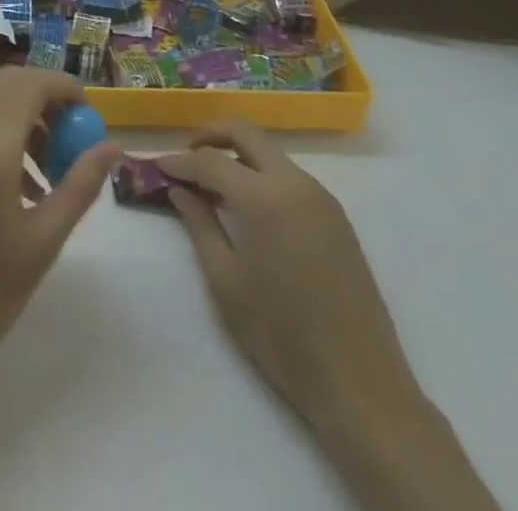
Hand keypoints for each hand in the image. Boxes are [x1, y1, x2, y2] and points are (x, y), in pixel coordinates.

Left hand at [0, 66, 121, 386]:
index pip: (32, 84)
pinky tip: (22, 188)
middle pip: (10, 85)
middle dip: (47, 99)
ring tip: (53, 173)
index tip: (91, 116)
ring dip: (26, 119)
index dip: (66, 88)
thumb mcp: (42, 242)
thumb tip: (112, 146)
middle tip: (74, 138)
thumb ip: (80, 186)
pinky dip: (4, 136)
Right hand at [158, 121, 414, 429]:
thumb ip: (199, 225)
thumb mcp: (226, 281)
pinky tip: (248, 207)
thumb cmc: (282, 335)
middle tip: (185, 156)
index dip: (180, 161)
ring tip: (212, 187)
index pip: (211, 160)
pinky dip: (262, 176)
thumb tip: (179, 189)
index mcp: (264, 197)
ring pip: (270, 153)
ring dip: (238, 157)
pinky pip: (290, 177)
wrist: (359, 384)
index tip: (157, 167)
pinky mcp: (336, 216)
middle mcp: (295, 183)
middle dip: (211, 136)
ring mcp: (321, 197)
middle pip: (246, 133)